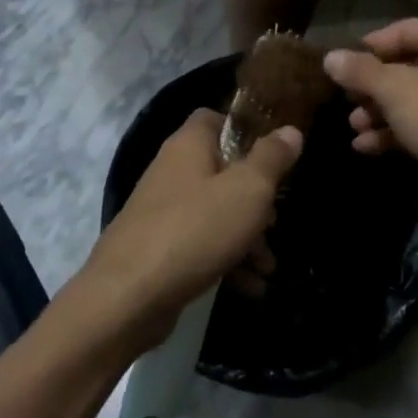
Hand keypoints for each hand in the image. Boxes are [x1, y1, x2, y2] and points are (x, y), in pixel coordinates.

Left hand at [79, 109, 299, 343]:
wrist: (126, 299)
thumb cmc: (195, 230)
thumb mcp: (248, 190)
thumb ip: (272, 158)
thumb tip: (291, 130)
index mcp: (189, 145)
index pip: (215, 118)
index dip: (246, 130)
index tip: (274, 154)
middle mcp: (172, 171)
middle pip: (222, 171)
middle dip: (256, 198)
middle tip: (276, 222)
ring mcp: (162, 212)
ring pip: (215, 212)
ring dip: (246, 237)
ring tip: (268, 267)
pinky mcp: (159, 250)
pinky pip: (201, 245)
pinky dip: (226, 261)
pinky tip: (251, 288)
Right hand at [323, 20, 417, 216]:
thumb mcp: (394, 89)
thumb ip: (360, 71)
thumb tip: (329, 57)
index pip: (402, 30)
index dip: (369, 47)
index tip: (342, 66)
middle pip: (408, 65)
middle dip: (373, 88)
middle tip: (347, 103)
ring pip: (417, 97)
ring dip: (383, 112)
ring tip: (354, 129)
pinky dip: (402, 130)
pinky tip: (370, 148)